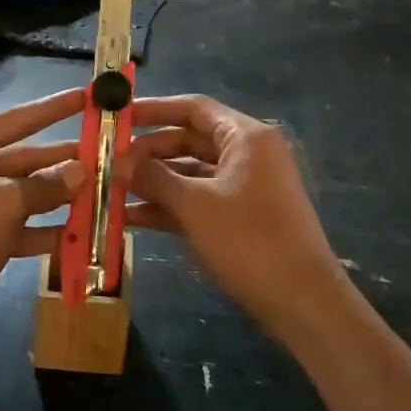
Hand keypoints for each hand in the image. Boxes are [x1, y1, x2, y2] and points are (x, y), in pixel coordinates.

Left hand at [0, 89, 86, 337]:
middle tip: (105, 156)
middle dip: (61, 162)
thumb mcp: (2, 205)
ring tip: (101, 194)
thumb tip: (81, 171)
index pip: (16, 119)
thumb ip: (44, 187)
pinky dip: (40, 230)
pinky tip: (77, 235)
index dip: (54, 109)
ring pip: (20, 194)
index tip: (86, 98)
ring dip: (57, 198)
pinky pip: (12, 226)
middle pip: (21, 158)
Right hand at [114, 94, 351, 343]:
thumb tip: (115, 160)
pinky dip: (169, 206)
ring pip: (190, 174)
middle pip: (189, 140)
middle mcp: (247, 154)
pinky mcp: (241, 217)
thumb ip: (152, 177)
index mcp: (245, 137)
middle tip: (107, 160)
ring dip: (153, 182)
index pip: (193, 108)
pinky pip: (199, 200)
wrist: (303, 302)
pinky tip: (131, 217)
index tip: (118, 115)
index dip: (153, 109)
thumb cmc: (249, 240)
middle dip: (147, 151)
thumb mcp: (194, 205)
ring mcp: (245, 187)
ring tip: (109, 189)